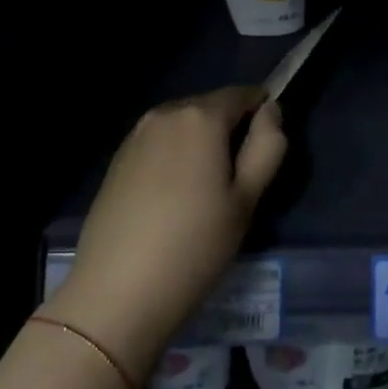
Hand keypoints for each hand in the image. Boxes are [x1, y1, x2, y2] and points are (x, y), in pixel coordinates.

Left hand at [42, 87, 286, 387]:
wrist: (116, 293)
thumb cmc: (194, 246)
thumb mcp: (246, 199)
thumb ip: (267, 146)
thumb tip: (271, 110)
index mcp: (201, 116)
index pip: (243, 94)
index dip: (262, 114)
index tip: (267, 151)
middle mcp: (165, 113)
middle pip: (211, 108)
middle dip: (230, 130)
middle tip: (239, 180)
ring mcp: (136, 135)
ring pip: (184, 126)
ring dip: (201, 145)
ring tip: (206, 193)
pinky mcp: (117, 159)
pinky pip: (160, 144)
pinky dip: (175, 158)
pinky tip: (174, 200)